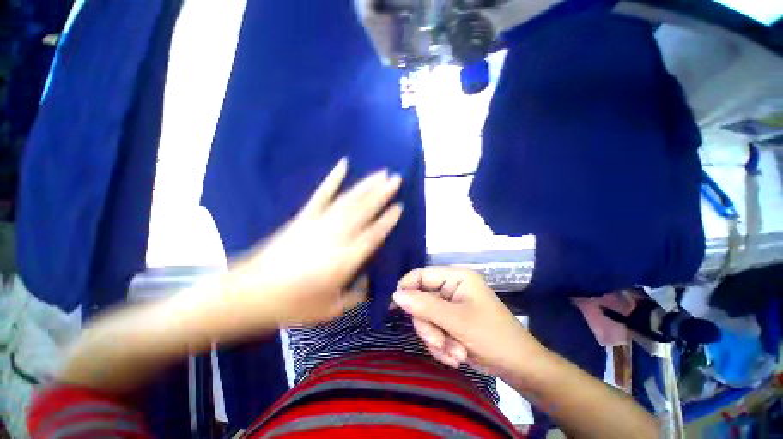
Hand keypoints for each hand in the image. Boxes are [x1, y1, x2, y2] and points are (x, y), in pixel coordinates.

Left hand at [226, 159, 402, 326]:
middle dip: (382, 193)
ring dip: (366, 185)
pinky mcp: (305, 216)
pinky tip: (343, 165)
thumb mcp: (330, 310)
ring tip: (381, 173)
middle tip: (396, 179)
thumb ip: (355, 296)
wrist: (250, 294)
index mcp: (346, 259)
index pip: (374, 234)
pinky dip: (333, 178)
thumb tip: (367, 282)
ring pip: (349, 200)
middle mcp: (337, 236)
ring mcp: (319, 223)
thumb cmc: (292, 305)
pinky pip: (322, 194)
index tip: (399, 206)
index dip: (388, 220)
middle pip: (364, 210)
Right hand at [393, 267, 544, 376]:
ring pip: (426, 319)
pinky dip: (441, 346)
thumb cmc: (492, 336)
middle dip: (429, 325)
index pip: (421, 275)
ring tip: (454, 352)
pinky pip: (433, 331)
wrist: (518, 367)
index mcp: (456, 277)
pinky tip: (456, 356)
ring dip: (436, 339)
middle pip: (421, 300)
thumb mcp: (457, 320)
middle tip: (439, 341)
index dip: (406, 288)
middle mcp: (451, 288)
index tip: (395, 307)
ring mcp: (450, 307)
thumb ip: (424, 305)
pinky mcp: (450, 323)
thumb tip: (395, 294)